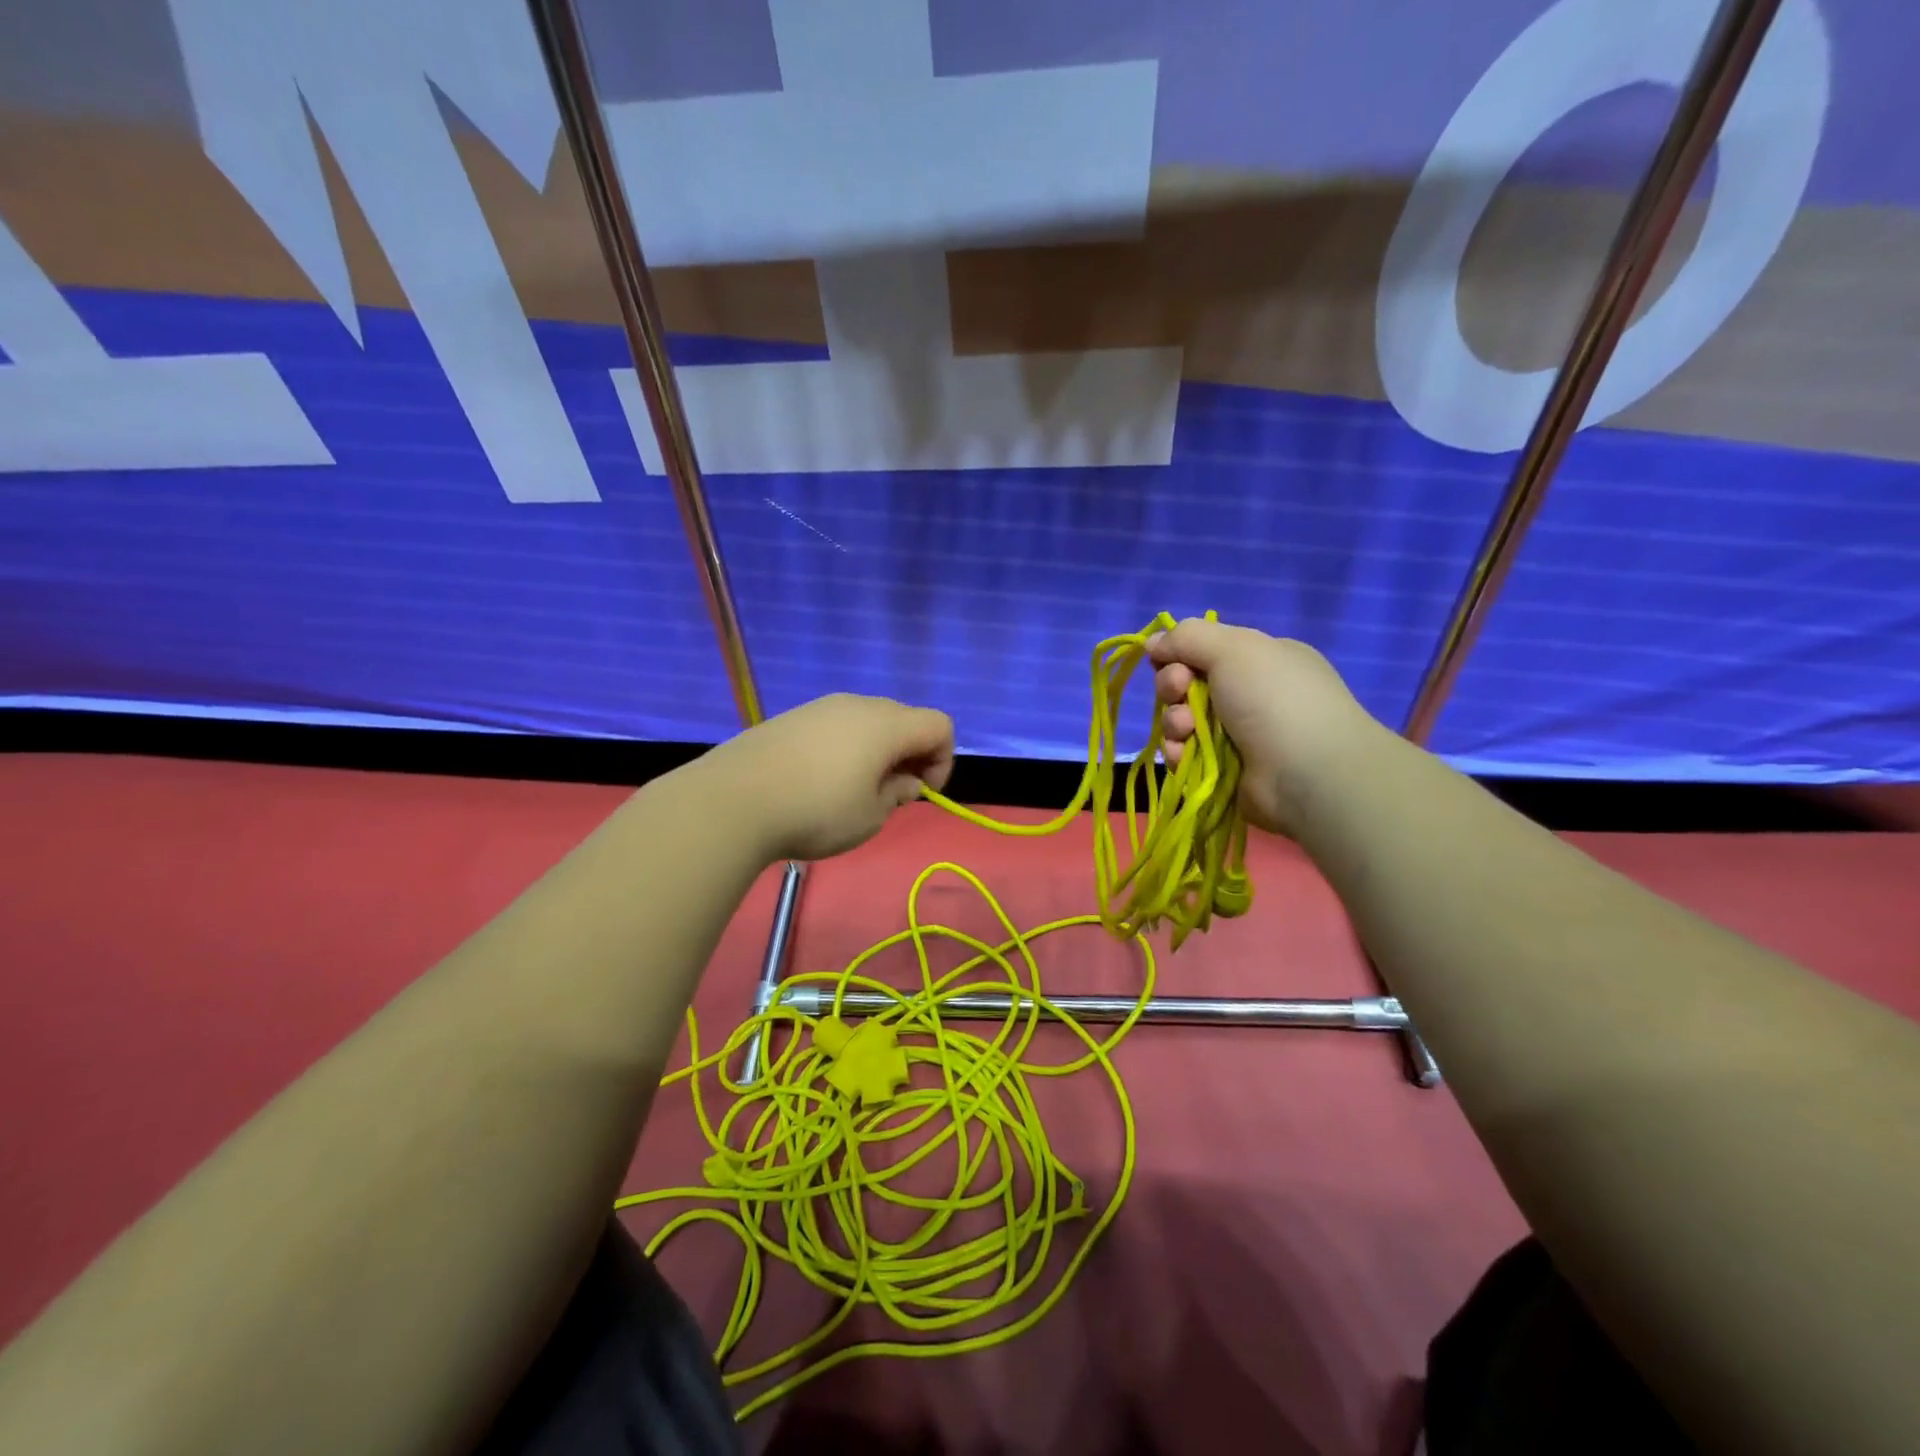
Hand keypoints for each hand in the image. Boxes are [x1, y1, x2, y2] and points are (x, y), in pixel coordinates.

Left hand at [710, 694, 954, 861]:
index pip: (940, 725)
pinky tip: (820, 780)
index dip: (943, 760)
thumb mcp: (870, 817)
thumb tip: (902, 780)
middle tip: (891, 793)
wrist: (733, 800)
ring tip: (854, 790)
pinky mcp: (793, 717)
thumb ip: (896, 794)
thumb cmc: (816, 812)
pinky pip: (836, 726)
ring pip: (868, 721)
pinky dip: (846, 748)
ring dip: (877, 751)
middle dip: (911, 754)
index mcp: (887, 725)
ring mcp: (822, 707)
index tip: (920, 793)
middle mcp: (859, 705)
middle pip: (905, 719)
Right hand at [1149, 618, 1380, 837]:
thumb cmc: (1274, 699)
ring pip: (1182, 722)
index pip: (1205, 650)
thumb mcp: (1234, 648)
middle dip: (1172, 686)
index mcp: (1260, 661)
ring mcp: (1237, 737)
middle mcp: (1249, 696)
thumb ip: (1188, 637)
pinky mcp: (1222, 772)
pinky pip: (1185, 756)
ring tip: (1186, 729)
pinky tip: (1185, 755)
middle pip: (1187, 685)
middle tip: (1179, 691)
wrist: (1308, 774)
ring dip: (1174, 722)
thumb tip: (1153, 641)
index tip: (1168, 659)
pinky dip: (1179, 753)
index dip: (1179, 653)